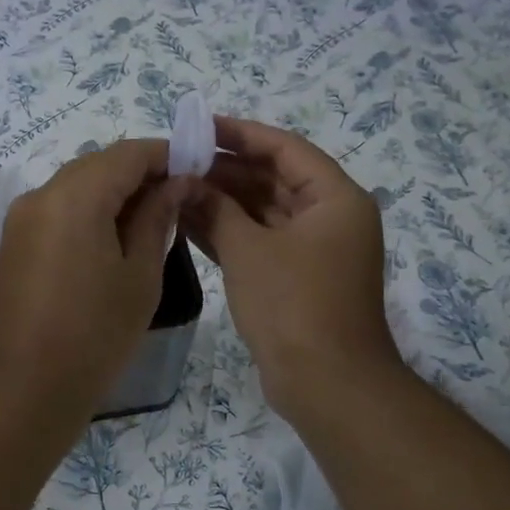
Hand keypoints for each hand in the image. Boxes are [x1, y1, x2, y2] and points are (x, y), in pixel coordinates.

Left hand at [0, 140, 184, 413]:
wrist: (25, 388)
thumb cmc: (95, 334)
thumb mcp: (140, 275)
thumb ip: (157, 218)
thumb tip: (175, 183)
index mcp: (74, 196)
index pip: (127, 153)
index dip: (166, 155)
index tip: (198, 168)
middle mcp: (40, 195)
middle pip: (97, 165)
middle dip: (140, 173)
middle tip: (179, 197)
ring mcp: (20, 219)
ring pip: (76, 186)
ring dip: (114, 193)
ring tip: (152, 220)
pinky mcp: (14, 243)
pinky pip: (58, 210)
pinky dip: (89, 212)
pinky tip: (114, 238)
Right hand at [185, 117, 401, 417]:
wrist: (326, 383)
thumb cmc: (293, 304)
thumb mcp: (248, 250)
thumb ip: (216, 209)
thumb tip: (187, 183)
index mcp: (334, 199)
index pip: (285, 149)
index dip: (241, 134)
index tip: (199, 126)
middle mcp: (329, 218)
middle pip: (273, 179)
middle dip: (225, 171)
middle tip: (177, 161)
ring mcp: (313, 250)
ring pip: (263, 212)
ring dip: (222, 202)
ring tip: (174, 187)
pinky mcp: (295, 278)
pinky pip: (260, 242)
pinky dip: (229, 233)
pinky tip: (188, 222)